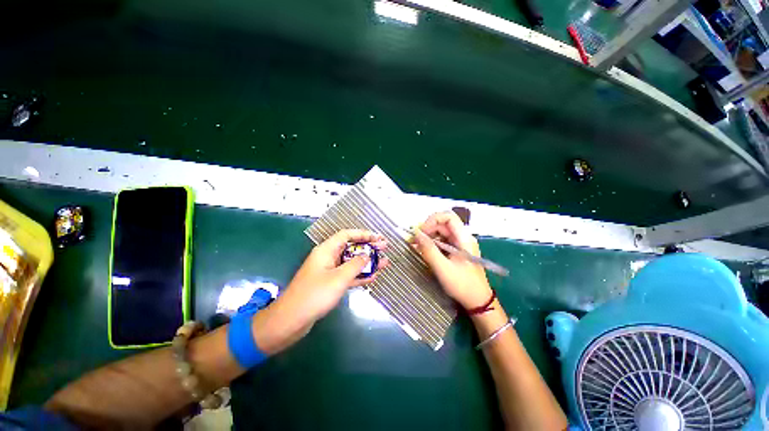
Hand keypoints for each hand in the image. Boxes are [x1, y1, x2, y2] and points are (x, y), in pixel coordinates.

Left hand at [280, 229, 388, 325]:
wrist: (291, 321)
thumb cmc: (315, 295)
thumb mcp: (339, 278)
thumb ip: (355, 265)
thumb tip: (367, 256)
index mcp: (326, 250)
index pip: (347, 235)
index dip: (363, 234)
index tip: (378, 238)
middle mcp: (328, 257)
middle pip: (351, 247)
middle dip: (368, 247)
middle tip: (385, 248)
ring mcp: (329, 271)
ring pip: (351, 262)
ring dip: (367, 262)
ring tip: (384, 263)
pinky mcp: (330, 284)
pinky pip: (348, 275)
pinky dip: (360, 275)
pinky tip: (373, 277)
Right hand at [411, 211, 492, 309]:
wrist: (478, 302)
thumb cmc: (463, 285)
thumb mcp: (443, 268)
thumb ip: (429, 250)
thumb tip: (416, 234)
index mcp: (464, 238)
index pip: (448, 217)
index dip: (432, 220)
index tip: (421, 232)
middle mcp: (463, 237)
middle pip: (443, 224)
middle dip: (428, 229)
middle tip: (415, 240)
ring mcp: (460, 244)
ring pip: (441, 233)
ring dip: (428, 237)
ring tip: (417, 246)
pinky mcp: (457, 251)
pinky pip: (443, 242)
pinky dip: (432, 244)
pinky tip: (424, 251)